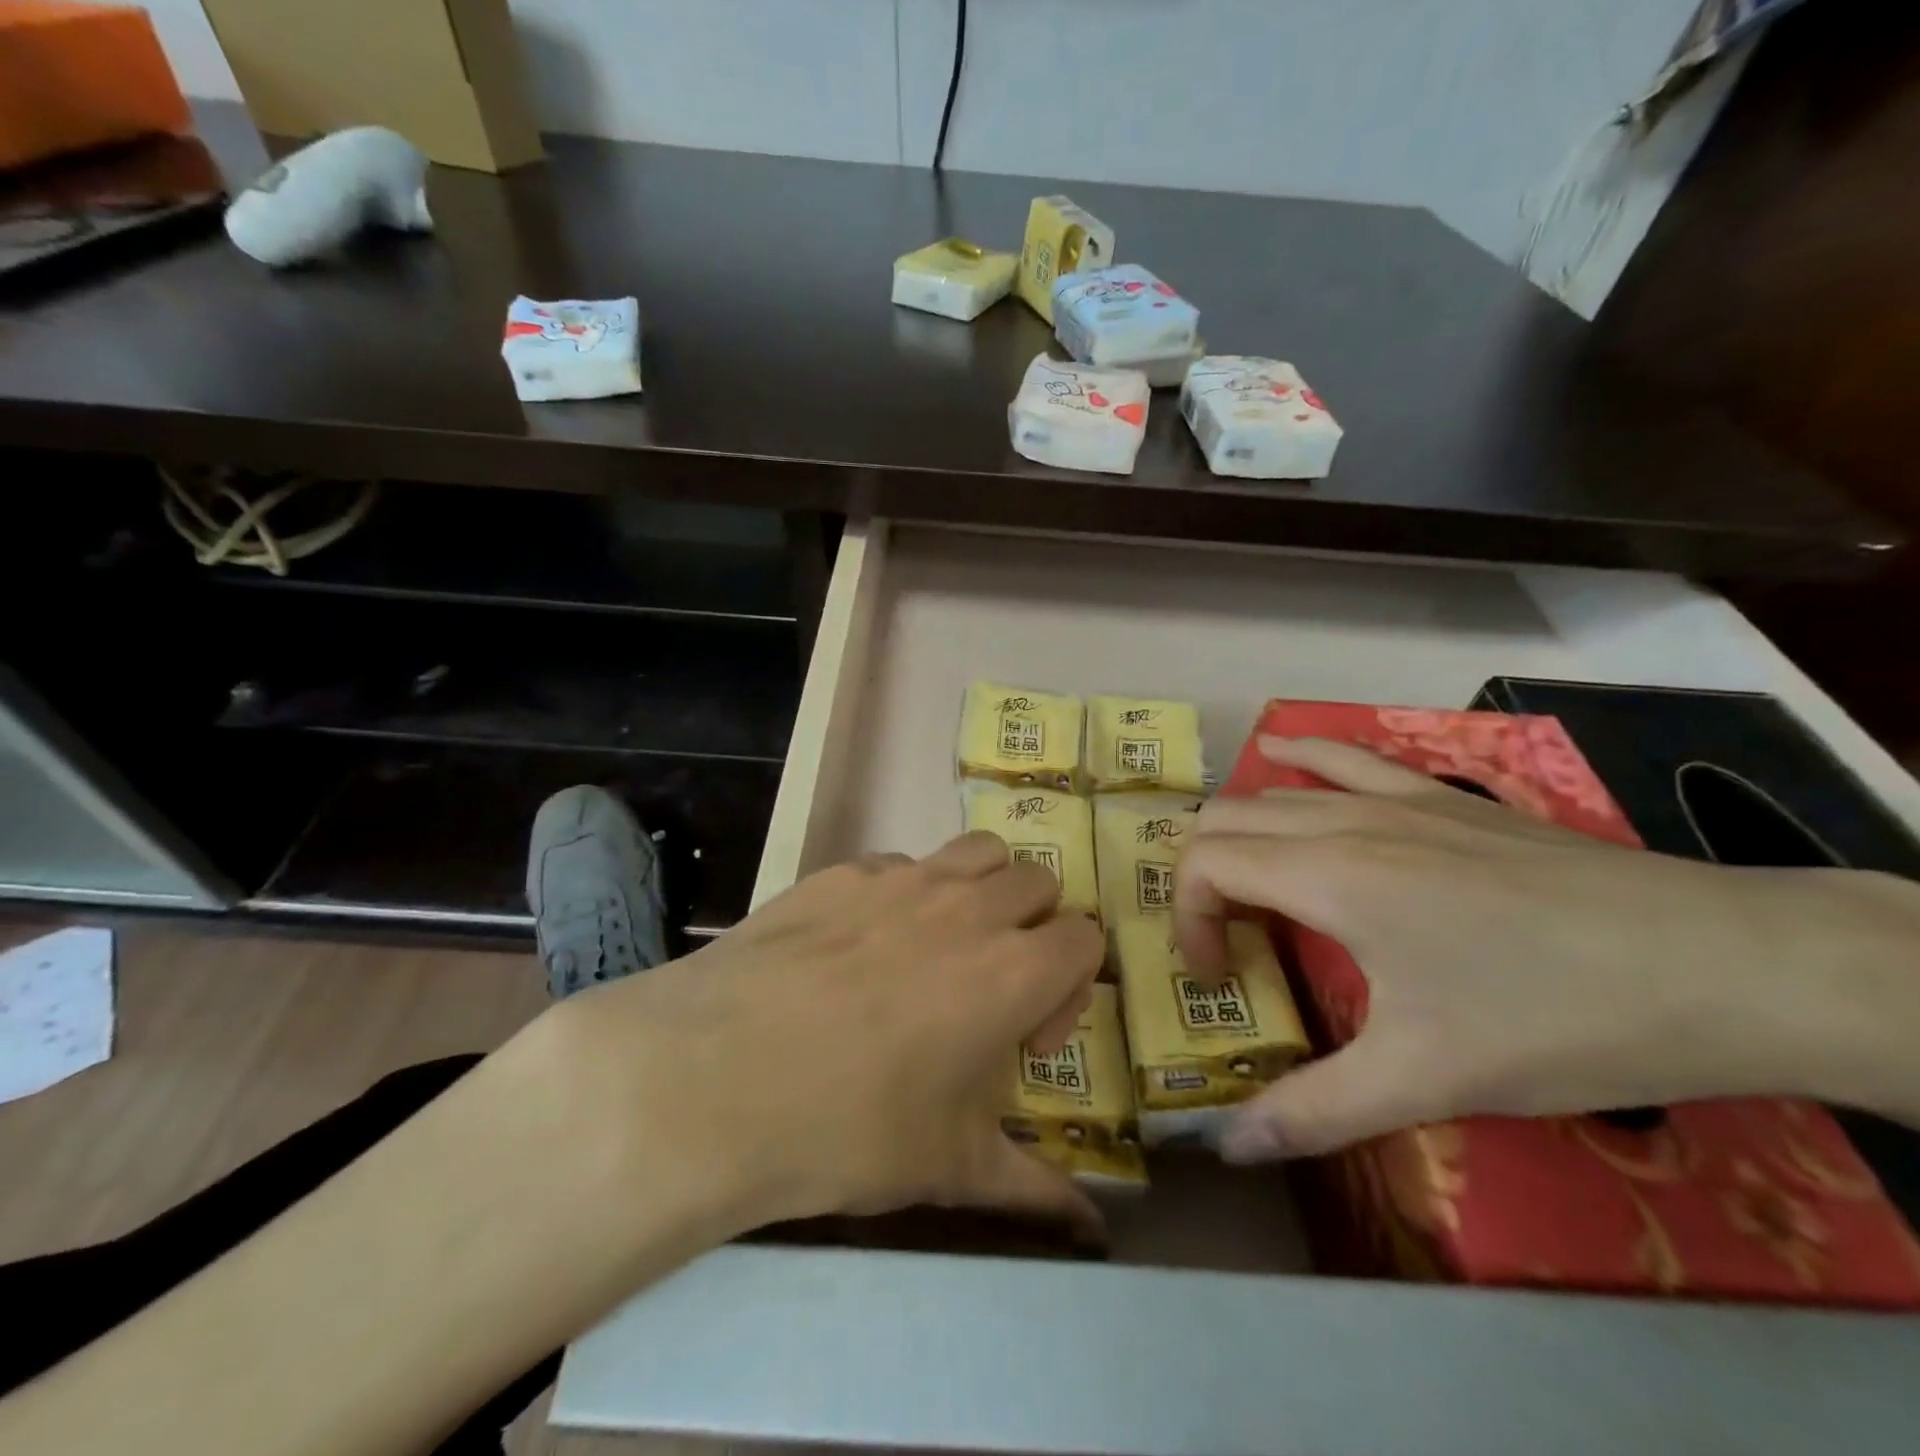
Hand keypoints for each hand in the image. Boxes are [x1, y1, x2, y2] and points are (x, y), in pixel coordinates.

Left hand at [550, 831, 1104, 1236]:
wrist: (713, 1078)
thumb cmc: (848, 1128)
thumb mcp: (950, 1167)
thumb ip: (1034, 1189)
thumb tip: (1091, 1228)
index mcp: (1013, 970)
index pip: (1085, 938)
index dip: (1070, 985)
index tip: (1026, 1035)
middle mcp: (969, 906)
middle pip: (1037, 882)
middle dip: (1031, 927)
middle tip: (987, 984)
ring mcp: (902, 878)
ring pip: (978, 852)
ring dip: (980, 889)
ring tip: (939, 946)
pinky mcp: (842, 870)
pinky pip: (900, 864)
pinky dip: (905, 893)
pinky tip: (859, 946)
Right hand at [1177, 737, 1919, 1161]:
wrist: (1724, 964)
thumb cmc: (1556, 1019)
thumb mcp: (1426, 1079)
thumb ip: (1315, 1111)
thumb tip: (1228, 1146)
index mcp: (1327, 876)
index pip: (1205, 865)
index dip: (1186, 919)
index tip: (1217, 977)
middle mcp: (1344, 821)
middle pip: (1225, 820)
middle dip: (1202, 878)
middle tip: (1229, 942)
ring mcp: (1396, 797)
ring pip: (1274, 791)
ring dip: (1240, 832)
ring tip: (1249, 885)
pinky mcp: (1442, 795)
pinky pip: (1344, 758)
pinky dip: (1298, 756)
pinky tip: (1281, 753)